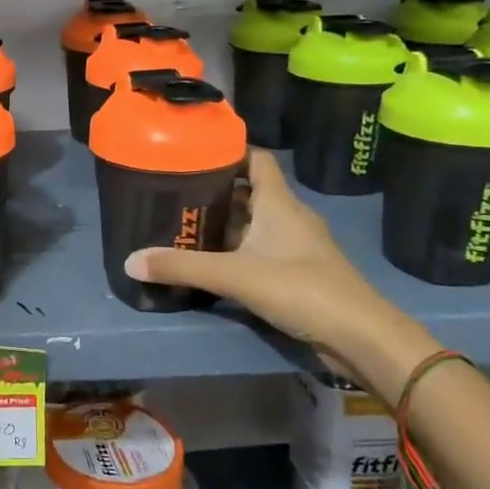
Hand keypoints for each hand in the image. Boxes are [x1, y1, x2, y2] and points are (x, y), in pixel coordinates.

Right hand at [123, 150, 435, 400]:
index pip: (257, 159)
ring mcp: (297, 247)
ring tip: (185, 226)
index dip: (229, 151)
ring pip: (255, 224)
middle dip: (215, 191)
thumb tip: (129, 261)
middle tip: (175, 194)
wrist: (360, 337)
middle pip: (250, 192)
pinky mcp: (299, 273)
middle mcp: (289, 217)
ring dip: (226, 224)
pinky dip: (237, 251)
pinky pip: (262, 250)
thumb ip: (181, 267)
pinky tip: (213, 263)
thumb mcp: (234, 275)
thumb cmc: (300, 289)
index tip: (194, 153)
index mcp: (278, 203)